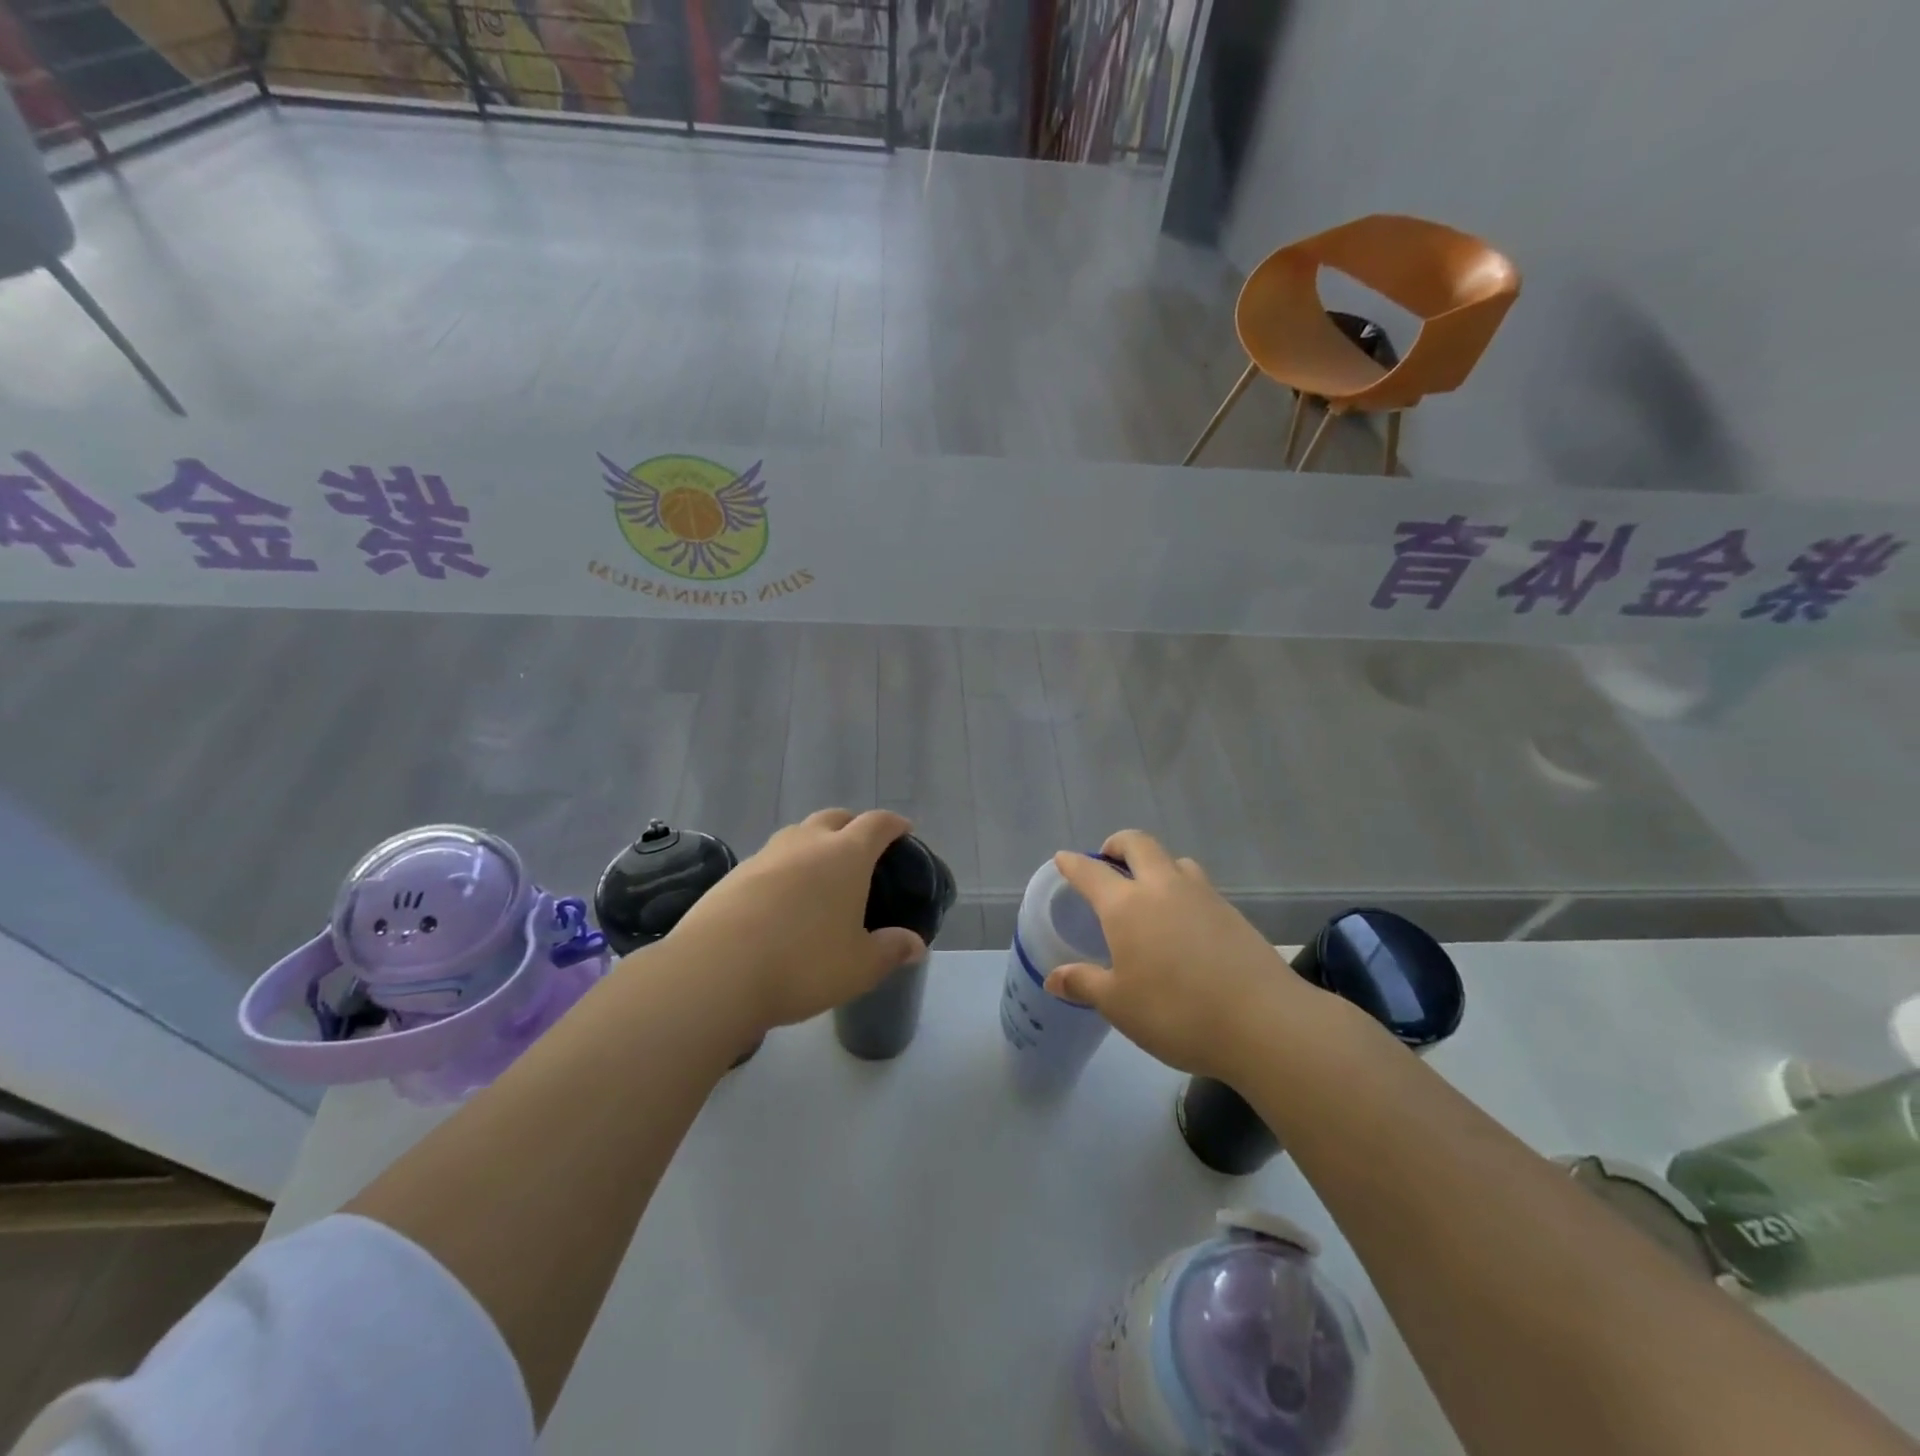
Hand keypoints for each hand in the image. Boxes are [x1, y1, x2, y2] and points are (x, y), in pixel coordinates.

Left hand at [664, 809, 926, 1033]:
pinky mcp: (735, 874)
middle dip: (852, 826)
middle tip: (862, 852)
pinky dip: (785, 868)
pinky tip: (782, 899)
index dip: (894, 824)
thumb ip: (891, 950)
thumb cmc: (803, 964)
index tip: (903, 831)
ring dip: (814, 844)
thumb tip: (915, 945)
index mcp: (846, 855)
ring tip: (820, 875)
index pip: (877, 824)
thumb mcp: (859, 967)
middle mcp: (807, 843)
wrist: (716, 971)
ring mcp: (766, 855)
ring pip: (798, 834)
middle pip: (834, 817)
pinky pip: (770, 859)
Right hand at [1044, 830, 1334, 1082]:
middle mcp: (1163, 888)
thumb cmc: (1176, 1012)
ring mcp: (1203, 895)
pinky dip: (1183, 890)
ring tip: (1150, 891)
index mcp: (1127, 905)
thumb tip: (1054, 977)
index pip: (1091, 872)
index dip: (1073, 864)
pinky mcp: (1233, 913)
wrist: (1264, 1022)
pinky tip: (1185, 923)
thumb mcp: (1119, 1005)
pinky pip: (1199, 886)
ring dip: (1156, 865)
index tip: (1063, 859)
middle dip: (1118, 844)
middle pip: (1138, 844)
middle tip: (1109, 860)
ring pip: (1175, 861)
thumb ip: (1084, 984)